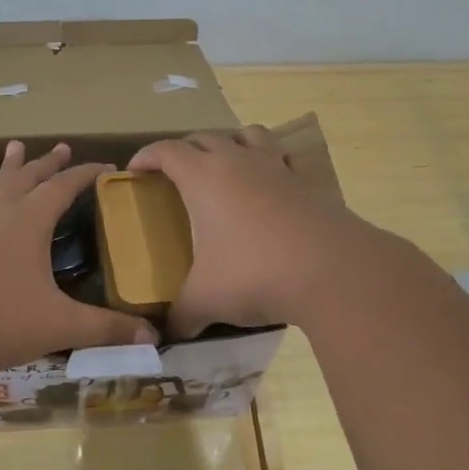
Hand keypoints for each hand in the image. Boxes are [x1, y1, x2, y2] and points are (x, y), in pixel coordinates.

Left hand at [0, 141, 156, 377]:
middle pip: (29, 178)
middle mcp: (0, 213)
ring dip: (8, 168)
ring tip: (14, 147)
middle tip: (62, 147)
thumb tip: (153, 337)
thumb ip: (106, 328)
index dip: (88, 174)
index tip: (107, 167)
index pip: (65, 186)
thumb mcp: (60, 325)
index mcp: (30, 222)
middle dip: (48, 163)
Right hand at [128, 125, 373, 338]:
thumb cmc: (255, 274)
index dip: (146, 156)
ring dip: (230, 143)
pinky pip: (283, 159)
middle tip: (174, 173)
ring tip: (224, 166)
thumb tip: (168, 334)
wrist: (334, 271)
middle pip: (205, 137)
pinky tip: (269, 188)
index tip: (134, 170)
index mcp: (204, 178)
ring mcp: (277, 168)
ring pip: (248, 135)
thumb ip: (182, 315)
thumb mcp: (207, 300)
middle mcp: (239, 162)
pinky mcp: (308, 183)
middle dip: (184, 149)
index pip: (167, 151)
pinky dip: (269, 164)